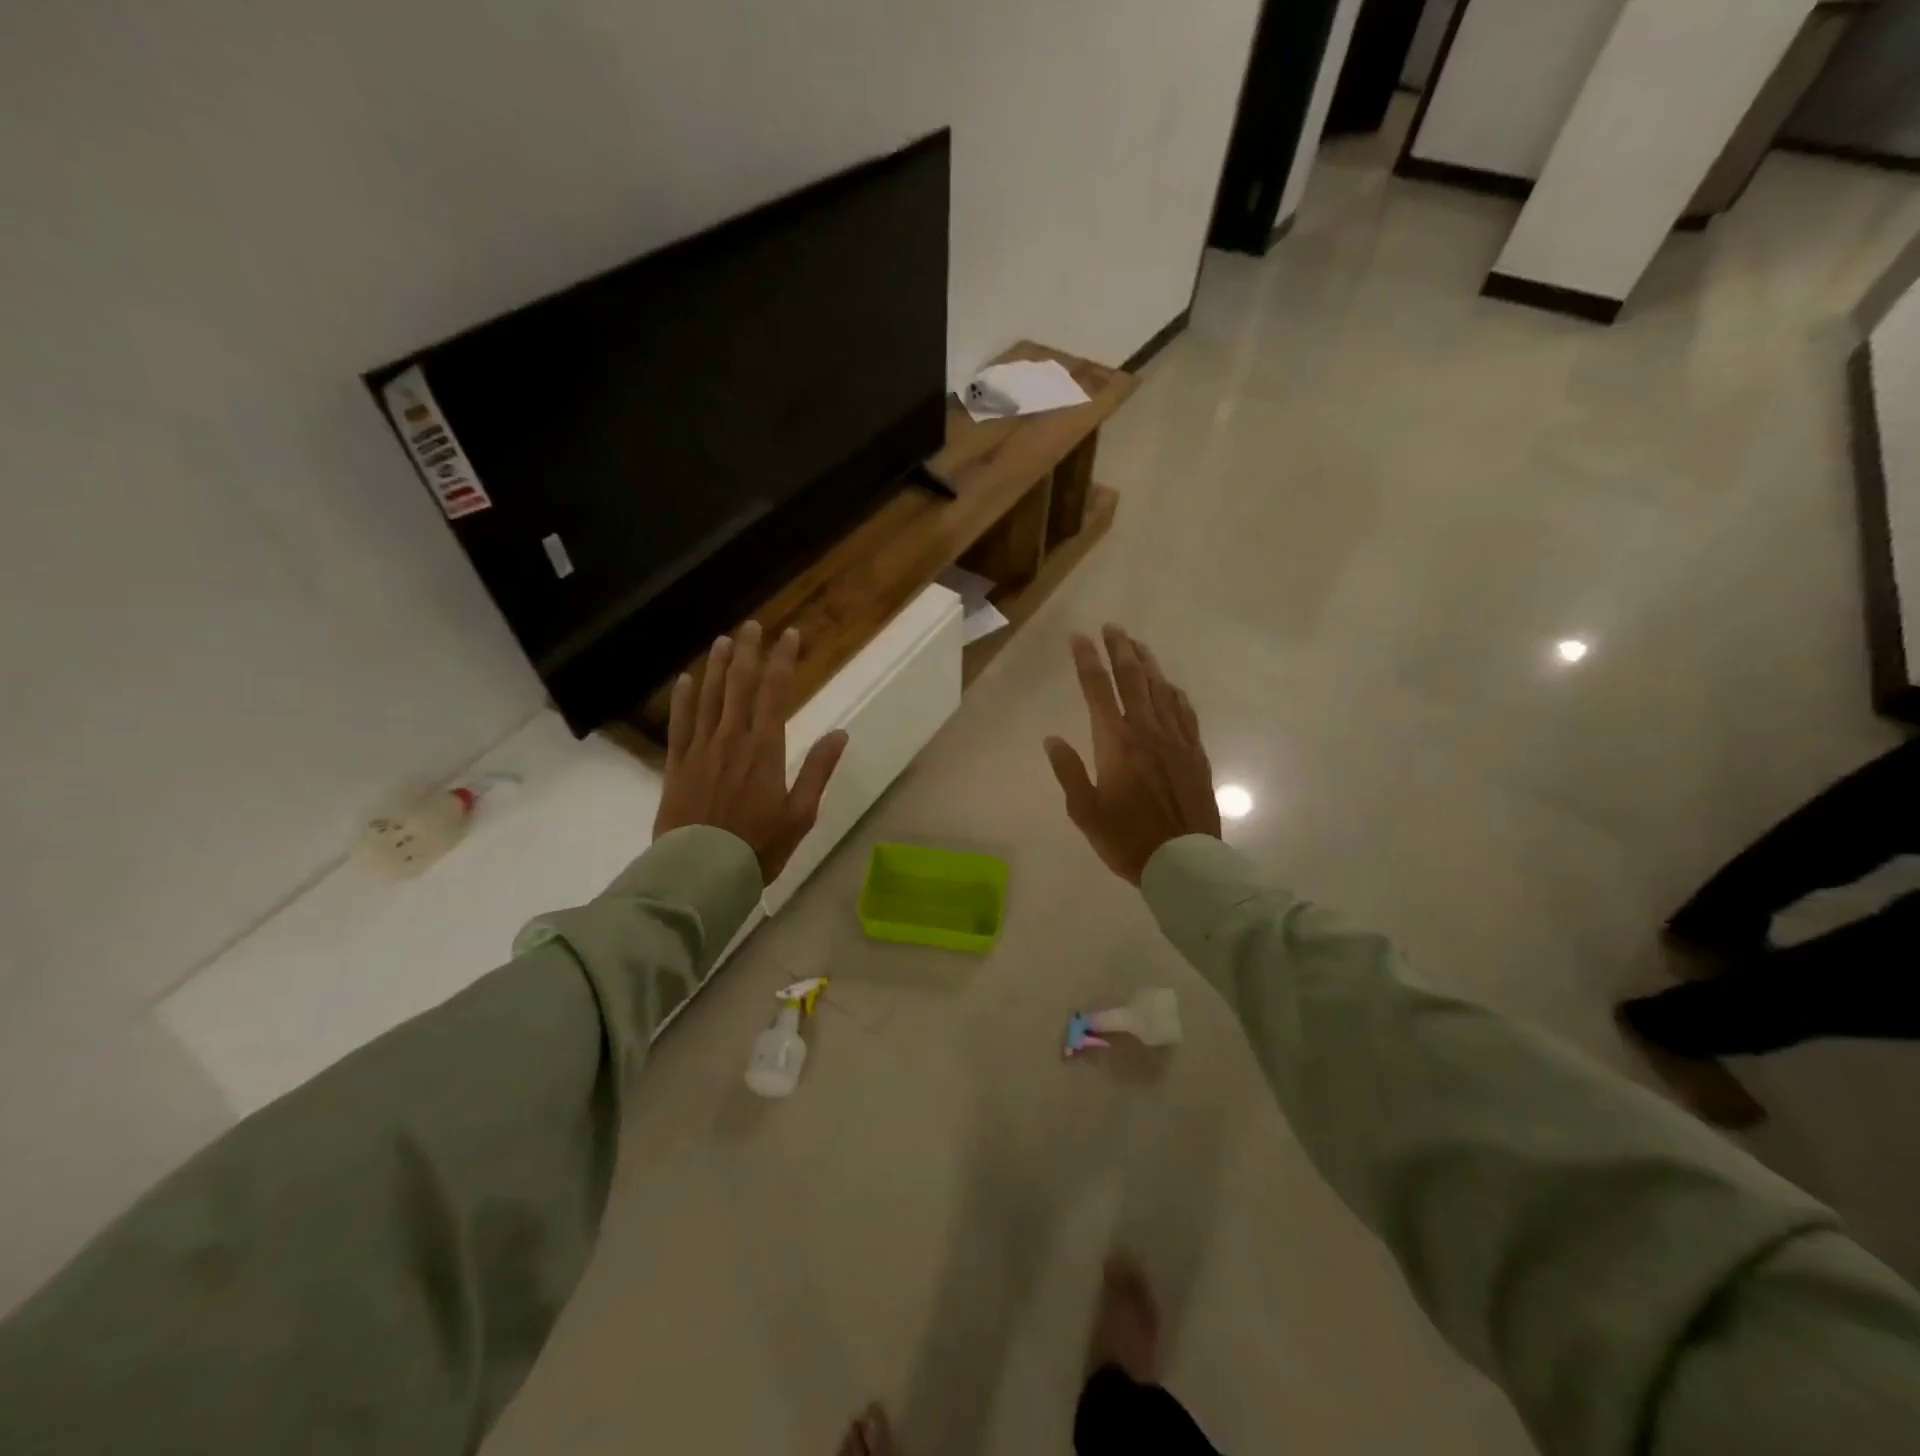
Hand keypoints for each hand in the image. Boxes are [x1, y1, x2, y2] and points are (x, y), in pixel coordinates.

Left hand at [653, 622, 848, 884]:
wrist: (703, 872)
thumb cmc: (759, 846)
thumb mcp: (801, 813)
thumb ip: (818, 770)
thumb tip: (840, 733)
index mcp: (765, 749)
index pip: (775, 693)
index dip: (783, 660)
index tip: (789, 635)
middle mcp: (731, 739)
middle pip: (740, 685)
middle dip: (749, 652)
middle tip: (753, 625)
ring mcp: (701, 749)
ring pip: (709, 697)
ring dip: (718, 666)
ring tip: (724, 641)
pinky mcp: (677, 765)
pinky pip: (680, 723)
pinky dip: (683, 699)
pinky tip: (686, 679)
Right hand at [1044, 625, 1220, 883]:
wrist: (1183, 861)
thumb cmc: (1126, 839)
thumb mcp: (1084, 811)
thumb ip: (1068, 771)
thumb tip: (1052, 739)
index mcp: (1116, 743)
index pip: (1098, 690)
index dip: (1087, 661)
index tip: (1079, 637)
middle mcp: (1147, 731)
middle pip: (1133, 679)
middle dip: (1120, 649)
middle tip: (1112, 627)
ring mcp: (1175, 740)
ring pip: (1161, 690)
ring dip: (1148, 664)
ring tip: (1137, 645)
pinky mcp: (1195, 753)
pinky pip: (1184, 712)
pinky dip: (1173, 693)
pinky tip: (1169, 686)